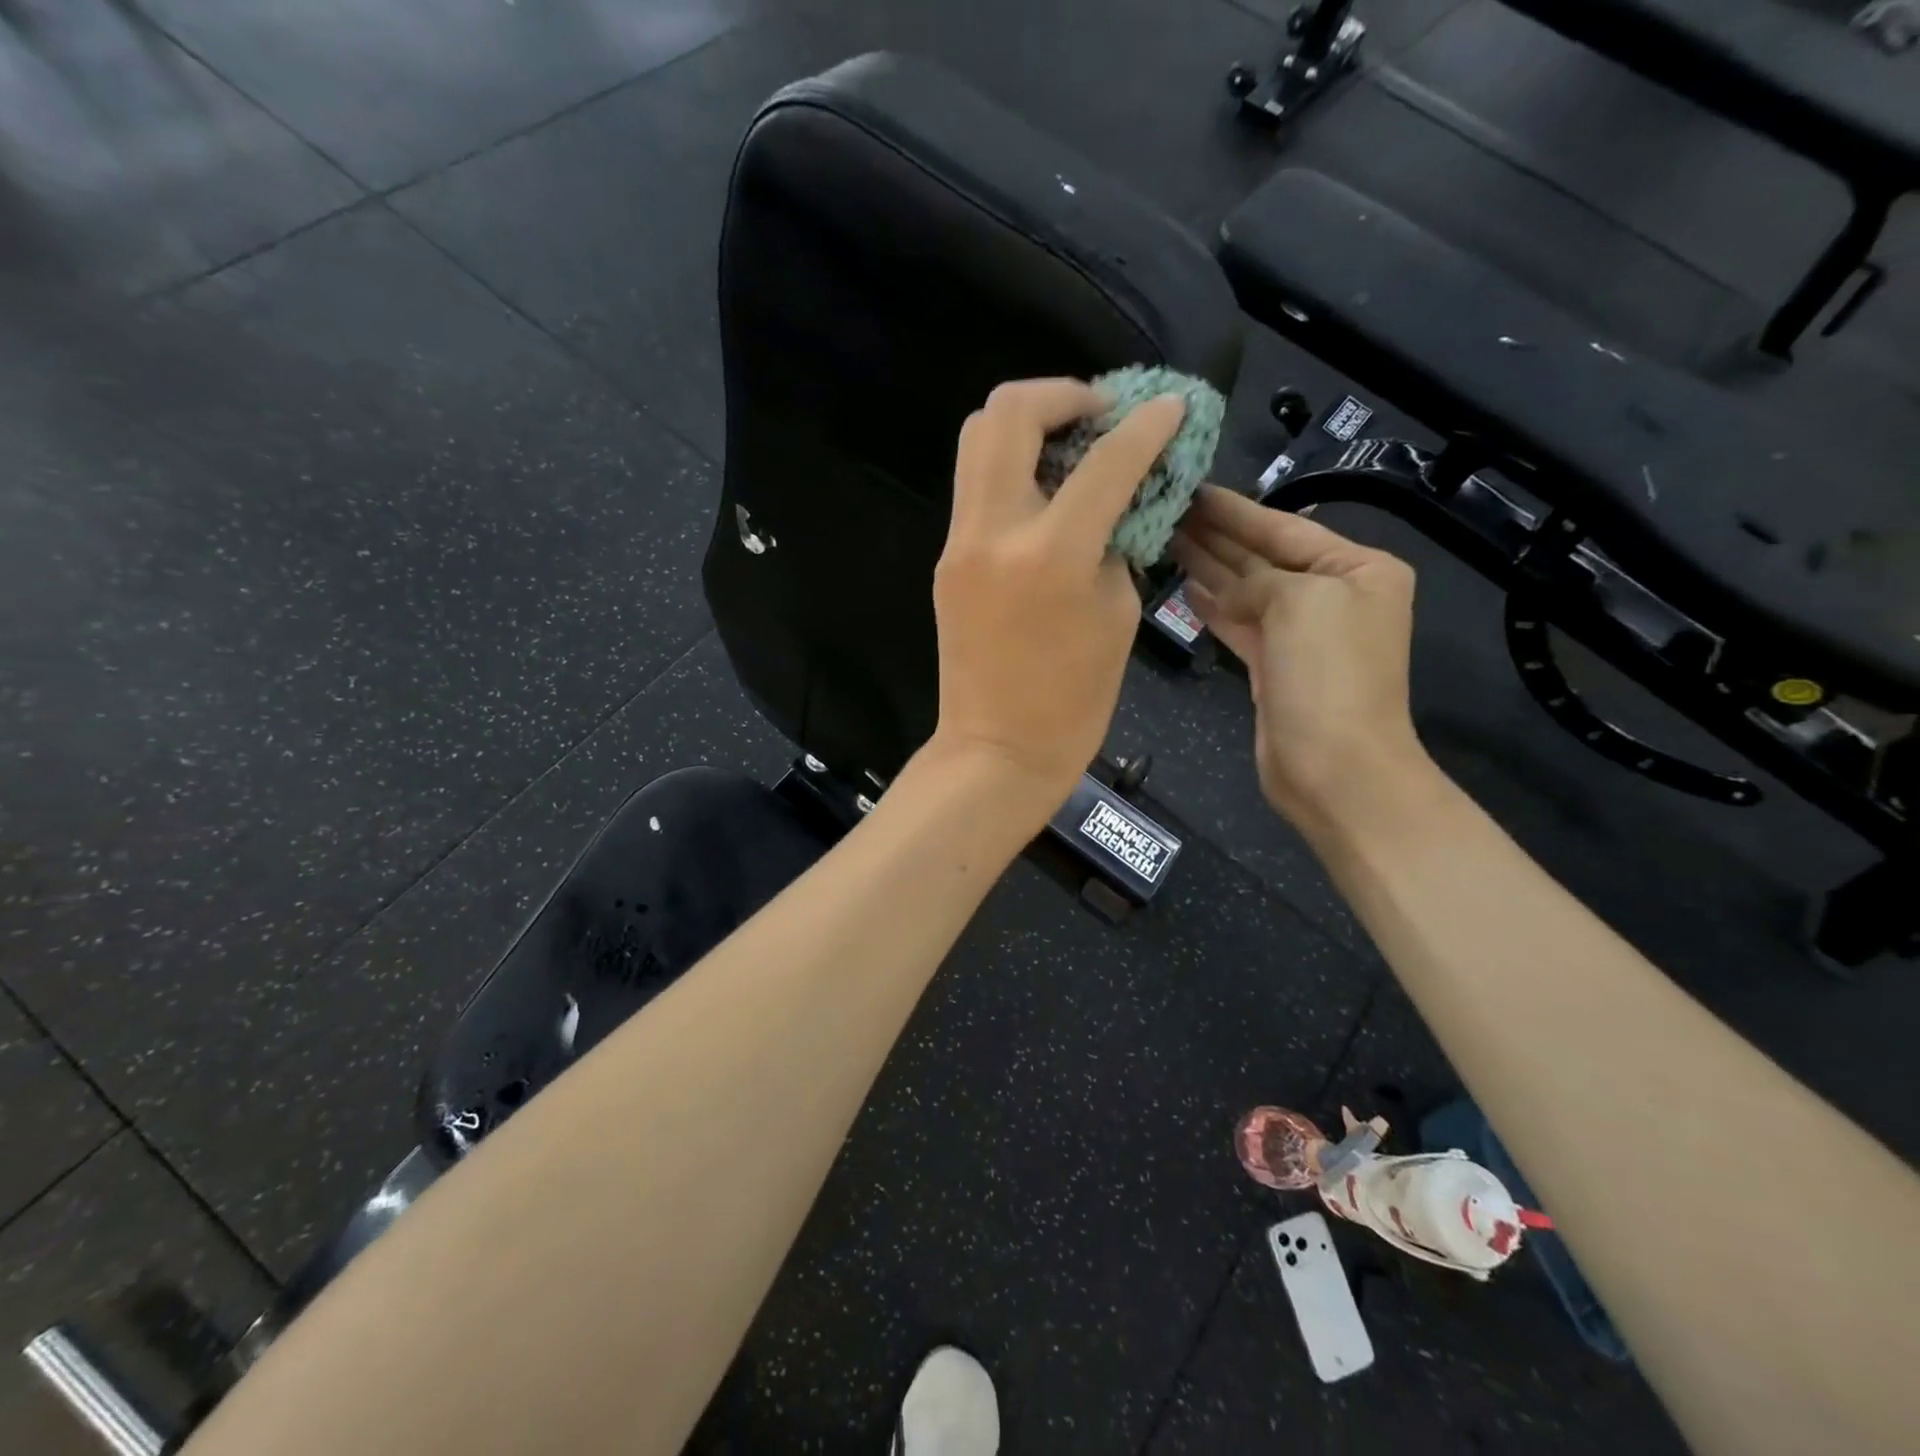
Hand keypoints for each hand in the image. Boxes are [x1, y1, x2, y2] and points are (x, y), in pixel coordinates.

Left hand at [929, 378, 1185, 818]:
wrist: (997, 750)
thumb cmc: (1073, 701)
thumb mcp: (1118, 613)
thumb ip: (1115, 541)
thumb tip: (1112, 501)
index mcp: (1051, 553)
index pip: (1106, 459)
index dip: (1147, 423)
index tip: (1170, 407)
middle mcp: (994, 531)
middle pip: (1008, 411)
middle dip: (1063, 393)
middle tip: (1100, 415)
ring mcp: (960, 543)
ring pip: (978, 438)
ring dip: (1028, 422)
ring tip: (1071, 443)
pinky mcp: (947, 559)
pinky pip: (976, 486)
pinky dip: (1012, 467)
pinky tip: (1046, 491)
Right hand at [1172, 486, 1425, 826]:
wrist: (1334, 766)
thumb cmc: (1327, 674)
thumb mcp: (1300, 601)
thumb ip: (1258, 580)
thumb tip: (1225, 591)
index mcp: (1357, 569)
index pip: (1285, 528)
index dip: (1235, 511)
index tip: (1193, 490)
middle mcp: (1331, 597)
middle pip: (1263, 557)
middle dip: (1218, 535)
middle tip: (1168, 511)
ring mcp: (1301, 636)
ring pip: (1246, 591)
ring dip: (1209, 567)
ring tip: (1165, 540)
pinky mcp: (1274, 668)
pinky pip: (1239, 624)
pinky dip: (1213, 607)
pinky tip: (1185, 587)